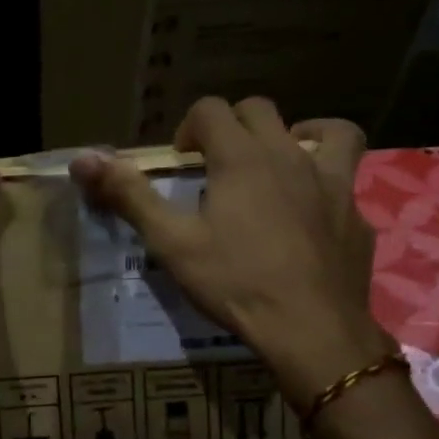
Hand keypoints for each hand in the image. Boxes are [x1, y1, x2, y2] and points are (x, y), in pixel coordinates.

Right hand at [71, 97, 385, 400]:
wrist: (311, 329)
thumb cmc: (234, 282)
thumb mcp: (171, 242)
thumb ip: (128, 195)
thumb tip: (82, 159)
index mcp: (241, 157)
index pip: (211, 109)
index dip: (189, 127)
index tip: (181, 162)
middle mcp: (289, 155)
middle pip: (261, 110)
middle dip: (233, 126)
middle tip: (217, 165)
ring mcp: (332, 182)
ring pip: (326, 129)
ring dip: (299, 134)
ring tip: (279, 165)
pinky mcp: (355, 214)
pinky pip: (344, 179)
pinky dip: (325, 183)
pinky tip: (312, 214)